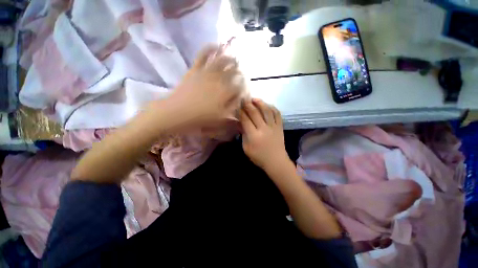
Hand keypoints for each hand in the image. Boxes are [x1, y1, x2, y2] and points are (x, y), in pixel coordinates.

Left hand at [168, 44, 245, 126]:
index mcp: (226, 92)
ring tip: (234, 58)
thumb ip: (232, 107)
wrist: (178, 111)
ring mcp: (207, 72)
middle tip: (241, 74)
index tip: (243, 89)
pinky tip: (216, 45)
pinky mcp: (196, 68)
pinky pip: (204, 54)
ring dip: (230, 58)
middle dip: (240, 71)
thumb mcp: (220, 117)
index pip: (240, 86)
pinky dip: (211, 48)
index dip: (244, 86)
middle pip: (234, 71)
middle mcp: (220, 79)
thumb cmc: (201, 117)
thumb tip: (239, 99)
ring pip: (223, 60)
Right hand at [239, 99, 289, 171]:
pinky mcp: (280, 127)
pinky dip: (272, 108)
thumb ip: (243, 135)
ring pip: (267, 111)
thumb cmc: (259, 157)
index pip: (245, 120)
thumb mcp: (246, 148)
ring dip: (260, 103)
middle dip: (248, 105)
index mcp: (254, 136)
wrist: (276, 161)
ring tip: (255, 99)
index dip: (240, 112)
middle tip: (244, 99)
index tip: (237, 106)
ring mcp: (273, 127)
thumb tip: (241, 123)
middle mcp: (263, 129)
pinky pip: (277, 114)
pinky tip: (268, 105)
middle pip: (255, 113)